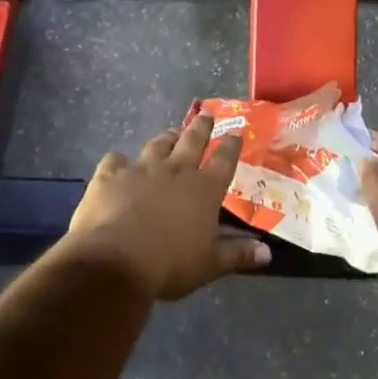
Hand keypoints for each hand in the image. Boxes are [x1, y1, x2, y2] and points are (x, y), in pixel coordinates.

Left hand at [64, 116, 269, 299]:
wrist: (115, 260)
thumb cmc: (170, 264)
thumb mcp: (210, 264)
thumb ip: (237, 254)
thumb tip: (267, 252)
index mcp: (204, 189)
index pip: (224, 160)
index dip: (231, 146)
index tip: (235, 134)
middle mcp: (175, 170)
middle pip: (192, 141)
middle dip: (201, 127)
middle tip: (206, 113)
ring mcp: (141, 169)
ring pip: (157, 145)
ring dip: (166, 137)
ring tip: (171, 132)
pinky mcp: (110, 176)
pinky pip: (115, 160)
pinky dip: (119, 160)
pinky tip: (118, 162)